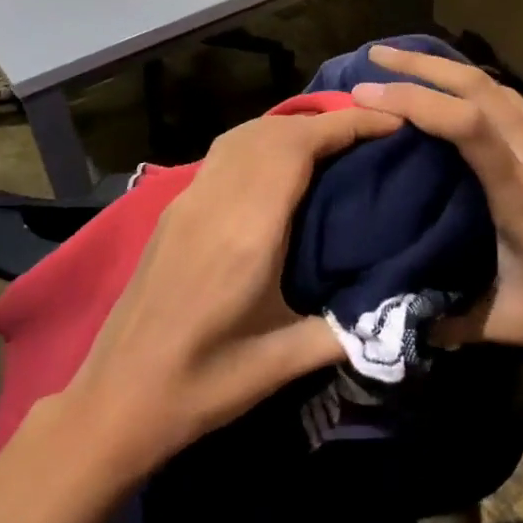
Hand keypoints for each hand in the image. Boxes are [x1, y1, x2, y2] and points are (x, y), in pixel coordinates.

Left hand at [65, 106, 399, 470]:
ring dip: (291, 127)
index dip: (346, 125)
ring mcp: (188, 202)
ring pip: (243, 135)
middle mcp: (214, 202)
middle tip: (373, 134)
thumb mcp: (282, 366)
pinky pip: (224, 154)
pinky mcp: (174, 212)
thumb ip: (348, 332)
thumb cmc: (201, 385)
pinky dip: (262, 141)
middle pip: (273, 131)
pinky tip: (280, 167)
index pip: (298, 147)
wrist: (115, 401)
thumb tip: (407, 312)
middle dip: (327, 121)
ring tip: (333, 143)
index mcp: (245, 232)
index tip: (391, 122)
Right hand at [351, 46, 522, 369]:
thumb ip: (452, 321)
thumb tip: (396, 318)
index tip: (369, 92)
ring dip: (453, 71)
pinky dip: (479, 90)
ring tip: (409, 66)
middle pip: (484, 89)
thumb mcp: (515, 325)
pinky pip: (517, 107)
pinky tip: (458, 98)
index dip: (417, 101)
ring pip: (503, 91)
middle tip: (376, 57)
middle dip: (426, 66)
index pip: (470, 127)